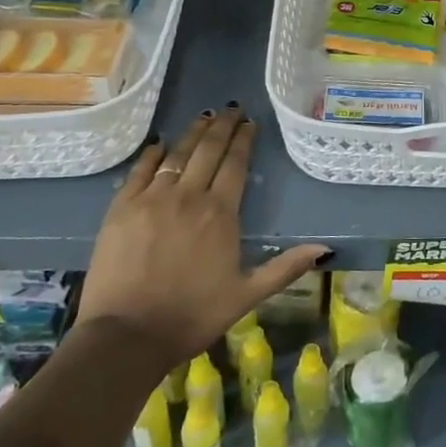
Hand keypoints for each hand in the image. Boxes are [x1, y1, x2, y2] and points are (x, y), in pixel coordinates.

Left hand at [79, 108, 328, 374]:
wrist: (126, 337)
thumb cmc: (192, 316)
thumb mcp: (247, 295)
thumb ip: (285, 268)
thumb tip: (324, 249)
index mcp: (220, 213)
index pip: (235, 164)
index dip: (243, 139)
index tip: (249, 122)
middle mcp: (188, 196)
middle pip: (207, 151)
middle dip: (222, 126)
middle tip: (231, 109)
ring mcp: (151, 200)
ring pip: (176, 155)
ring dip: (192, 134)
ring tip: (203, 117)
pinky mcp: (120, 210)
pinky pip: (139, 171)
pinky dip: (152, 155)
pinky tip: (159, 144)